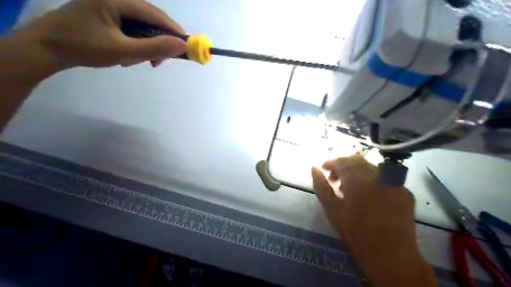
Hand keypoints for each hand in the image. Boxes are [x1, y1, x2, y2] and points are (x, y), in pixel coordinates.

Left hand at [22, 0, 187, 68]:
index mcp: (118, 0)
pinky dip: (136, 44)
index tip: (187, 47)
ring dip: (146, 46)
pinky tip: (129, 55)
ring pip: (143, 27)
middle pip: (151, 20)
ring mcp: (111, 6)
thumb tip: (182, 45)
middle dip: (158, 42)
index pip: (156, 14)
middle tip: (158, 62)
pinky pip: (132, 29)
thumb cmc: (84, 48)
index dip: (174, 31)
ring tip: (137, 62)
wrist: (47, 48)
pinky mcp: (109, 15)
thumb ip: (154, 48)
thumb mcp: (123, 50)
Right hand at [312, 154, 433, 286]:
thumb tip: (314, 168)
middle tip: (335, 179)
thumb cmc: (356, 234)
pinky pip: (385, 178)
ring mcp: (394, 182)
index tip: (324, 169)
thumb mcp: (332, 210)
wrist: (392, 257)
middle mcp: (377, 175)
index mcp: (357, 180)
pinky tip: (369, 197)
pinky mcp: (405, 191)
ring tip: (351, 189)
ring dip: (357, 172)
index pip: (342, 161)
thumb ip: (321, 186)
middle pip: (357, 160)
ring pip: (371, 167)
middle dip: (343, 165)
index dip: (331, 162)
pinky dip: (372, 181)